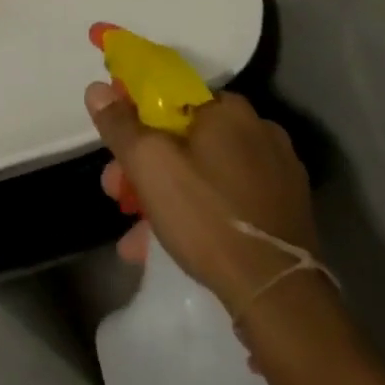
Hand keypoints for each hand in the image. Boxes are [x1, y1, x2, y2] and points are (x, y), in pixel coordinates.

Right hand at [87, 85, 319, 315]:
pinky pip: (226, 198)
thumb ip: (119, 123)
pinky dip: (197, 212)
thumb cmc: (206, 215)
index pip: (172, 92)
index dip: (135, 111)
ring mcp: (278, 174)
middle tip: (117, 190)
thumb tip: (98, 88)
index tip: (115, 138)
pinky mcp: (286, 212)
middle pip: (185, 135)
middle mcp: (259, 132)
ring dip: (165, 192)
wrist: (278, 296)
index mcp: (230, 110)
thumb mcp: (147, 164)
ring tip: (136, 230)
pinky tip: (167, 243)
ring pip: (204, 171)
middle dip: (145, 162)